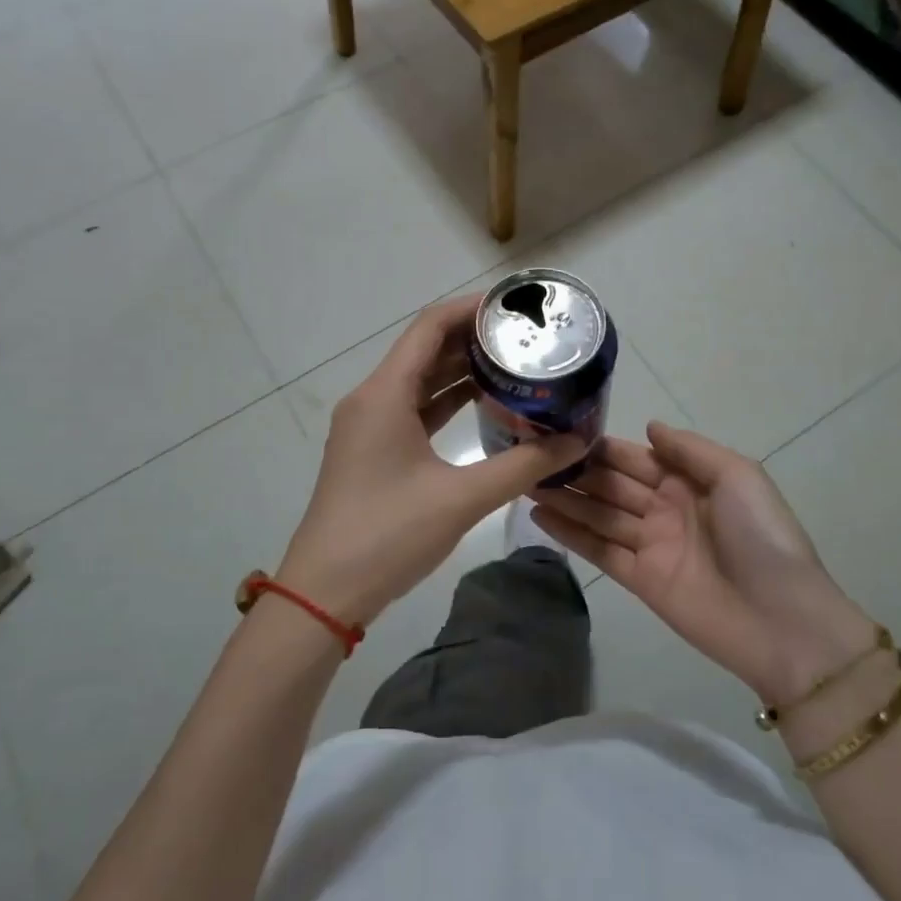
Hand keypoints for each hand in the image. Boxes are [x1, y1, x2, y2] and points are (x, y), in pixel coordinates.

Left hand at [277, 297, 585, 626]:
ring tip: (514, 364)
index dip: (471, 309)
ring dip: (462, 370)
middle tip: (525, 338)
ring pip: (420, 381)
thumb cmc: (388, 535)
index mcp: (384, 394)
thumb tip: (575, 442)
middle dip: (473, 339)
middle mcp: (372, 398)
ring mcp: (369, 425)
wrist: (325, 592)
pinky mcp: (373, 450)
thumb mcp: (462, 498)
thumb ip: (523, 465)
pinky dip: (447, 401)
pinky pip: (414, 409)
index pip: (430, 327)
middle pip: (425, 349)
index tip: (514, 308)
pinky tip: (484, 404)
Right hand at [532, 422, 877, 705]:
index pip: (634, 457)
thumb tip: (648, 427)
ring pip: (599, 515)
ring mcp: (651, 545)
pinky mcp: (639, 580)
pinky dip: (571, 534)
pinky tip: (540, 517)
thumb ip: (689, 450)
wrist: (782, 621)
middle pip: (611, 484)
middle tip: (529, 456)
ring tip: (523, 482)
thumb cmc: (761, 537)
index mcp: (689, 480)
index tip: (560, 432)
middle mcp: (664, 508)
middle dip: (574, 471)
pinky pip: (600, 550)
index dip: (599, 447)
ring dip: (564, 499)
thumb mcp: (738, 476)